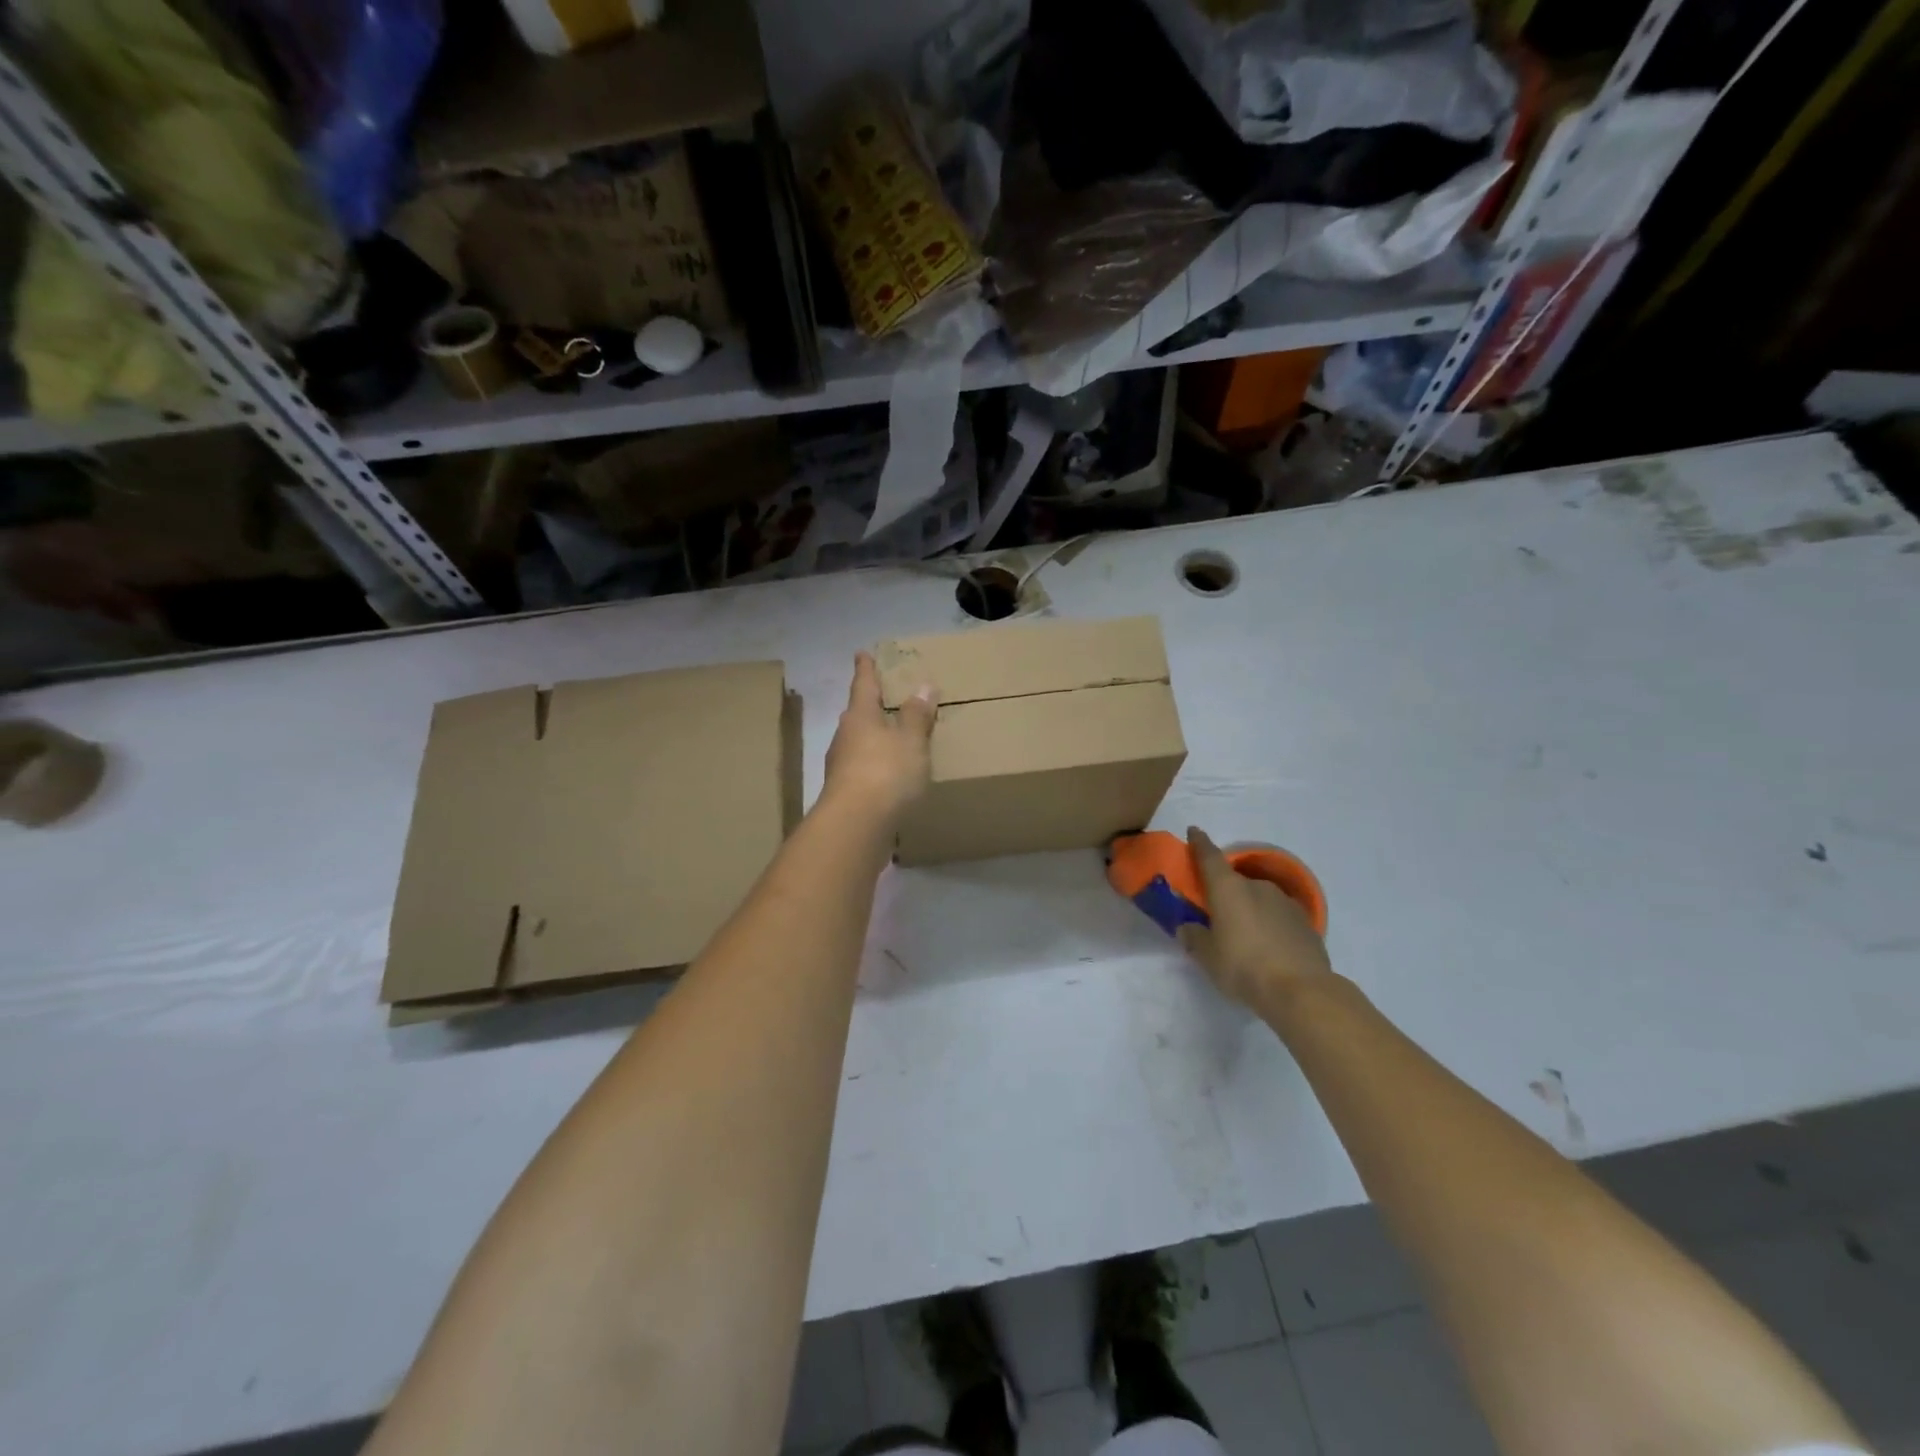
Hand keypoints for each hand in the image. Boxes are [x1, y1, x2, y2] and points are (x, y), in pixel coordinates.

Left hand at [822, 652, 936, 822]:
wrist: (856, 826)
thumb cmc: (886, 773)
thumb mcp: (911, 741)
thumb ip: (917, 716)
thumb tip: (923, 686)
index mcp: (860, 716)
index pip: (863, 684)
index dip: (865, 668)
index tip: (861, 653)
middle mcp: (845, 737)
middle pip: (858, 715)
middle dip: (871, 707)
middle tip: (886, 699)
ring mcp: (841, 767)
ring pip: (859, 744)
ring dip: (874, 740)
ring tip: (894, 739)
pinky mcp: (845, 794)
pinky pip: (864, 771)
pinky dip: (877, 768)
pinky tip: (890, 777)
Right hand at [1177, 827, 1331, 1010]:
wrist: (1302, 990)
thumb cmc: (1243, 967)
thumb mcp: (1207, 956)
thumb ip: (1193, 937)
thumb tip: (1187, 927)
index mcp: (1228, 888)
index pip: (1209, 856)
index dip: (1199, 843)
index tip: (1194, 831)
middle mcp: (1256, 886)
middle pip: (1234, 881)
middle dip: (1224, 892)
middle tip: (1217, 913)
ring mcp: (1284, 901)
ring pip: (1259, 898)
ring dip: (1248, 908)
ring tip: (1244, 935)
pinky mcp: (1305, 921)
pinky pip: (1278, 915)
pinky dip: (1269, 924)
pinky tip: (1268, 946)